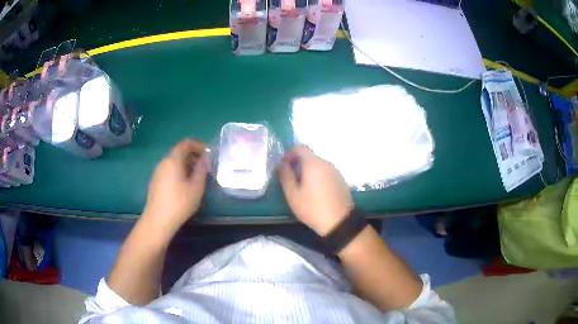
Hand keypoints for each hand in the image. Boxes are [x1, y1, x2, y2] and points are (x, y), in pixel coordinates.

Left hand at [142, 139, 208, 234]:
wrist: (158, 220)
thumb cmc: (179, 203)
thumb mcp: (196, 187)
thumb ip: (202, 169)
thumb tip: (205, 158)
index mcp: (173, 160)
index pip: (185, 144)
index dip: (197, 145)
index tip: (208, 152)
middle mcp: (163, 162)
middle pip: (178, 152)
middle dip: (192, 155)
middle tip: (204, 164)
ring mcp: (157, 172)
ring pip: (173, 161)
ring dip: (186, 163)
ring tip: (196, 175)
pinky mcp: (155, 181)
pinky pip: (169, 169)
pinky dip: (179, 170)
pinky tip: (184, 184)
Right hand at [278, 145, 352, 235]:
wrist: (339, 222)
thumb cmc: (312, 208)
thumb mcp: (293, 195)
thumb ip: (285, 176)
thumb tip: (281, 164)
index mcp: (313, 164)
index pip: (300, 147)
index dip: (289, 153)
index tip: (284, 165)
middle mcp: (326, 163)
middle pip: (309, 156)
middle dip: (298, 163)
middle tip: (291, 179)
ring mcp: (336, 171)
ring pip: (318, 164)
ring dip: (308, 170)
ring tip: (302, 187)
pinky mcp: (341, 180)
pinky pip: (326, 172)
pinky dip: (318, 176)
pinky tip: (316, 192)